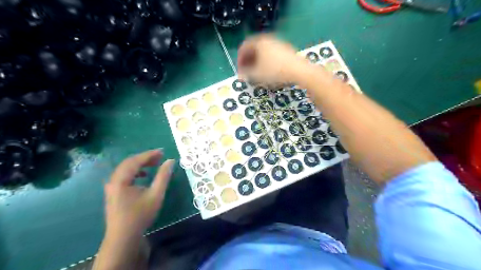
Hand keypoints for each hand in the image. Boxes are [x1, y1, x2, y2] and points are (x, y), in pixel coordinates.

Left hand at [104, 148, 174, 239]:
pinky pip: (124, 175)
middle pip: (129, 162)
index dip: (149, 154)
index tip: (163, 151)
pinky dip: (135, 171)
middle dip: (145, 158)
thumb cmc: (141, 215)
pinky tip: (143, 175)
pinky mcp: (113, 192)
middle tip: (160, 156)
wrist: (123, 237)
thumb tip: (170, 161)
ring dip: (140, 164)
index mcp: (121, 180)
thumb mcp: (156, 194)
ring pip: (126, 168)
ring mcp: (111, 186)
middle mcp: (113, 180)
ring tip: (154, 164)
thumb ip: (163, 176)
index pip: (135, 161)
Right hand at [236, 33, 307, 84]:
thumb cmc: (275, 72)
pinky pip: (272, 55)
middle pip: (254, 48)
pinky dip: (267, 62)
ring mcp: (279, 44)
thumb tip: (240, 74)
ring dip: (257, 62)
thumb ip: (246, 73)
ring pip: (263, 52)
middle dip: (248, 60)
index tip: (240, 69)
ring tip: (257, 73)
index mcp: (259, 42)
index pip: (244, 47)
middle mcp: (268, 40)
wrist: (299, 71)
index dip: (239, 59)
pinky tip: (269, 71)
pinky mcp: (286, 51)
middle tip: (247, 71)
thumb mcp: (257, 75)